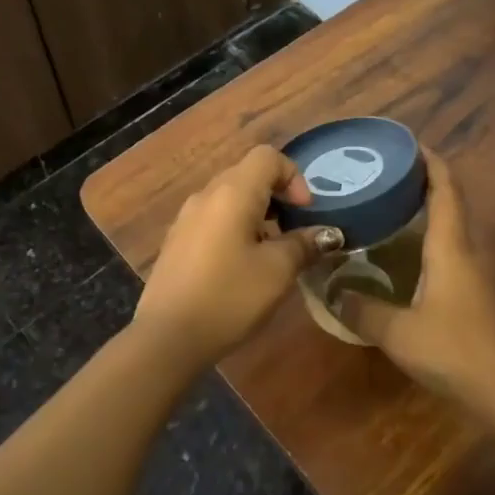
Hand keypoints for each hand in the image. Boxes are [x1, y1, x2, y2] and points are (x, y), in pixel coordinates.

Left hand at [133, 145, 342, 365]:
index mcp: (232, 192)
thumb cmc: (229, 296)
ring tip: (270, 251)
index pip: (267, 157)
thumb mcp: (277, 271)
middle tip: (293, 231)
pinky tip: (240, 266)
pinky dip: (235, 228)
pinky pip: (213, 218)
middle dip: (277, 196)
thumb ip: (304, 244)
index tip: (304, 213)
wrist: (167, 337)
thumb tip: (328, 233)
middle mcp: (206, 195)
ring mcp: (186, 218)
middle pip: (247, 174)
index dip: (294, 176)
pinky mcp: (176, 241)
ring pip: (229, 198)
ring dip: (256, 213)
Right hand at [339, 152, 494, 406]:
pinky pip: (453, 252)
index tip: (408, 144)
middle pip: (450, 202)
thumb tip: (332, 291)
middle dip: (423, 183)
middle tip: (385, 178)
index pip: (445, 188)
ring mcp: (479, 273)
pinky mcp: (481, 294)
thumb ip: (363, 310)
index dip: (430, 161)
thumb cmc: (456, 349)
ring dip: (427, 213)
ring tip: (390, 211)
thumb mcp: (399, 333)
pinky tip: (408, 258)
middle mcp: (468, 250)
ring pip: (452, 229)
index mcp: (451, 246)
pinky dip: (431, 241)